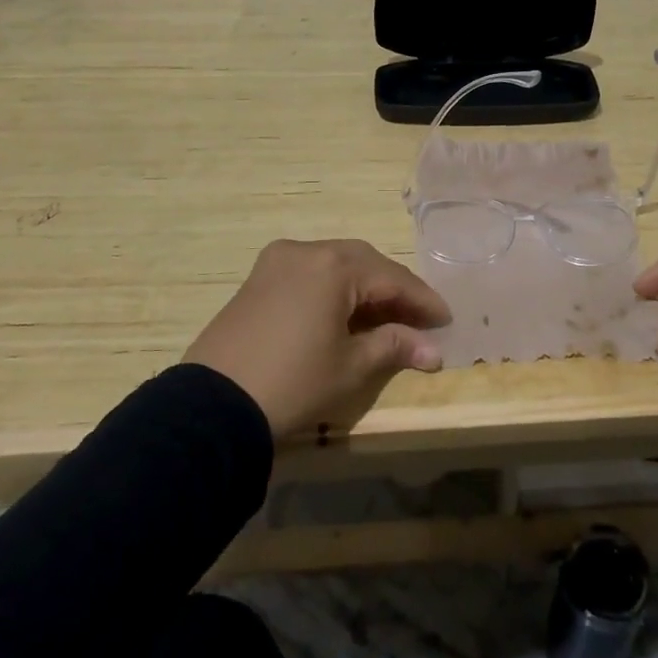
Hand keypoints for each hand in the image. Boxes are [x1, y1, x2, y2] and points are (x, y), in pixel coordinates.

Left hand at [184, 238, 451, 439]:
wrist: (212, 406)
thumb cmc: (293, 382)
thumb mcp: (351, 367)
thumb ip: (394, 347)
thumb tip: (434, 350)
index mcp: (333, 266)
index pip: (392, 278)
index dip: (422, 300)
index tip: (446, 319)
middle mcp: (306, 250)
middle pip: (365, 263)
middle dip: (394, 289)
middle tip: (419, 318)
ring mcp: (277, 261)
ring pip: (336, 264)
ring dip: (365, 287)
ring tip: (387, 317)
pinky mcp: (258, 278)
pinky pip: (310, 273)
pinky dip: (334, 289)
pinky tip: (346, 313)